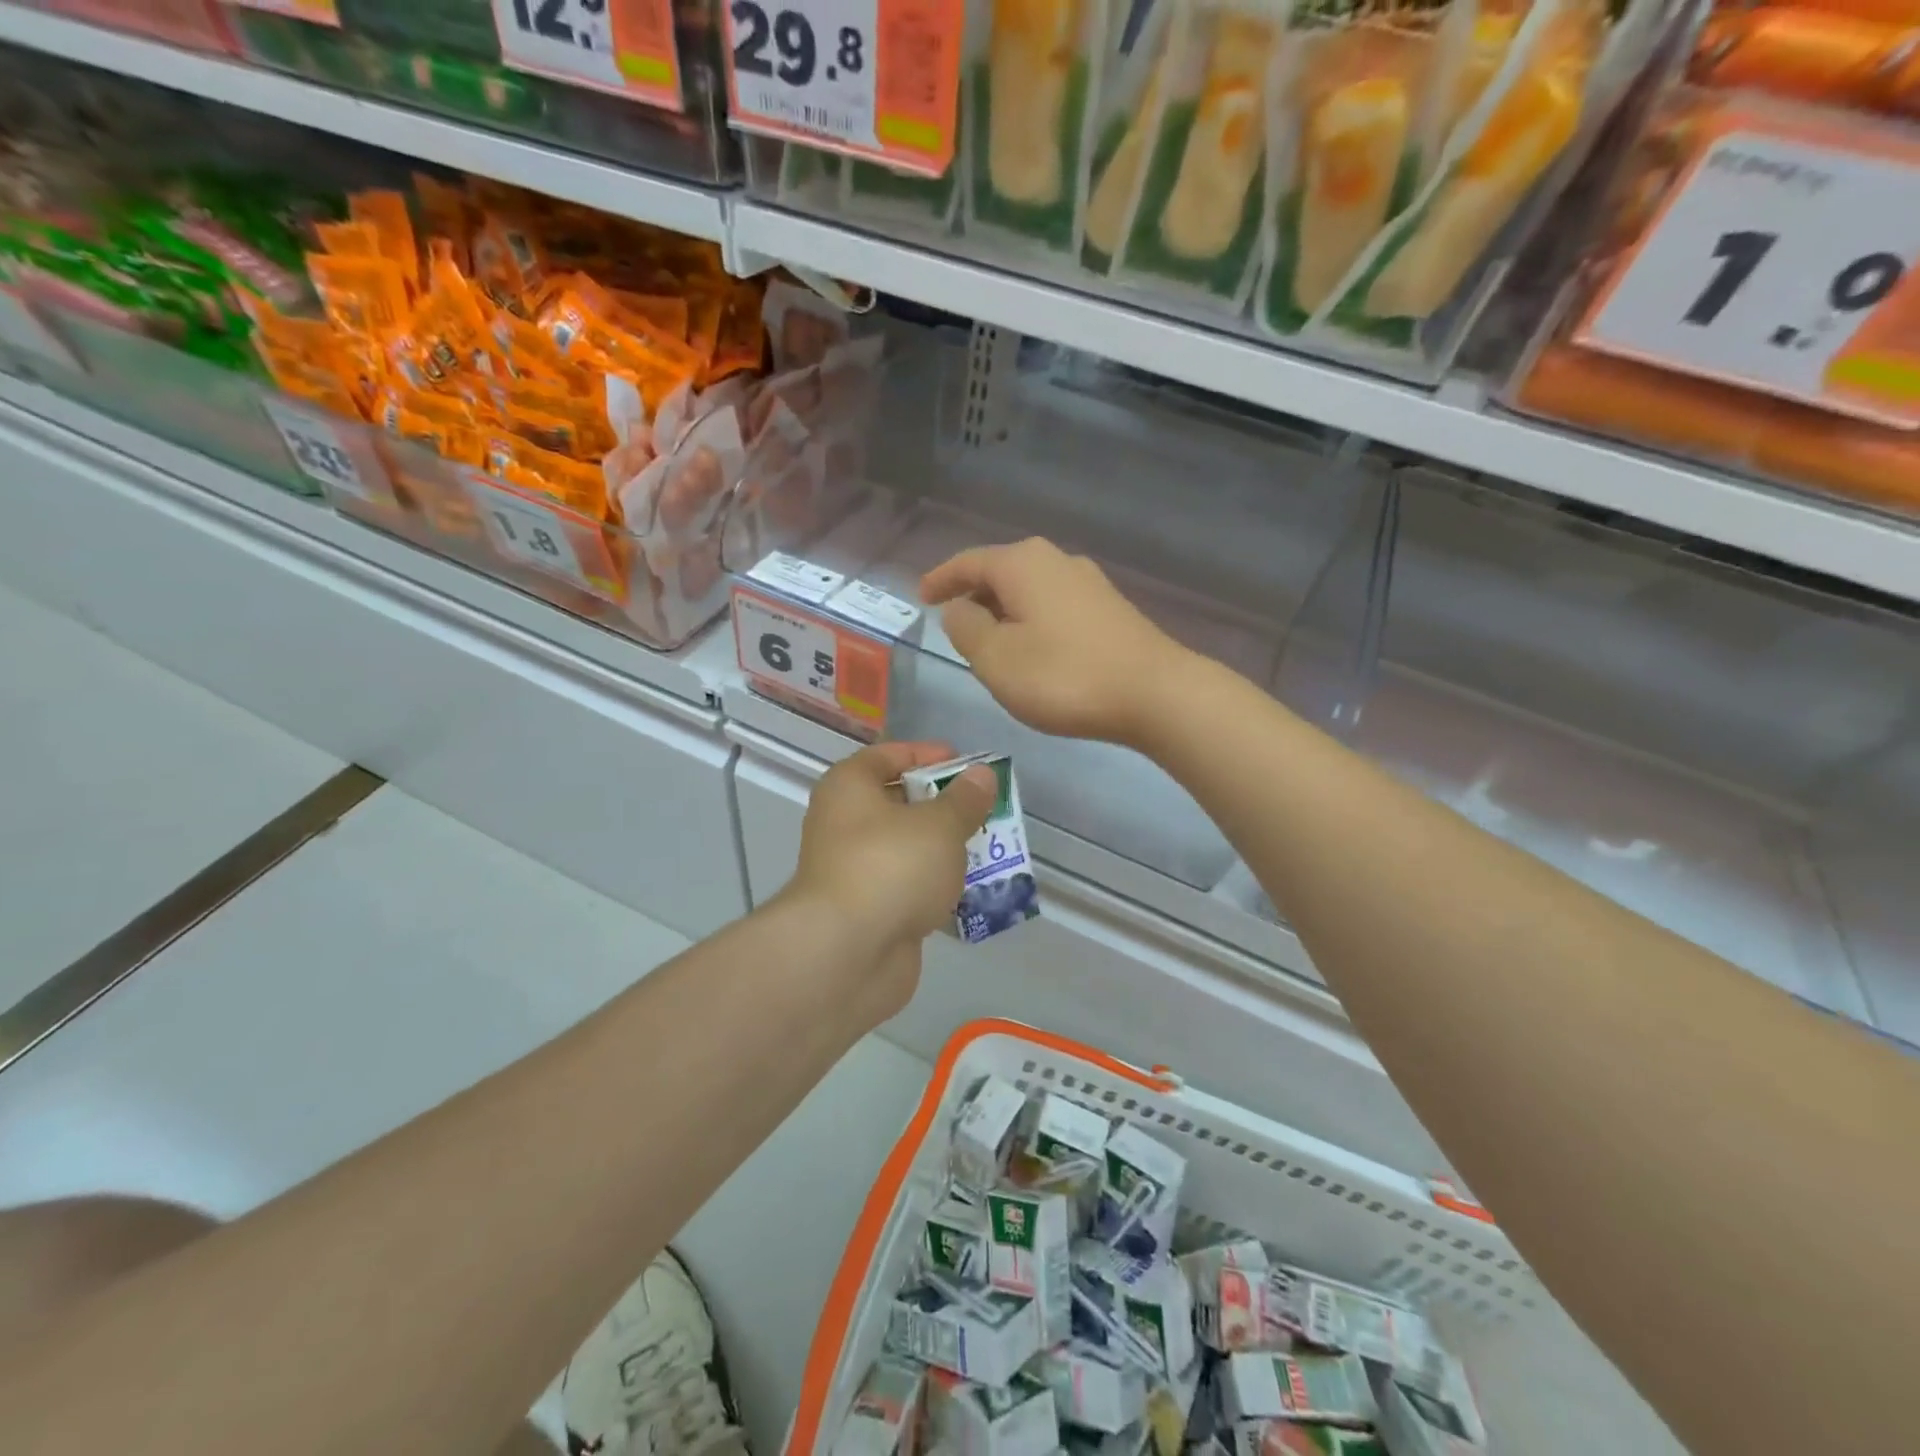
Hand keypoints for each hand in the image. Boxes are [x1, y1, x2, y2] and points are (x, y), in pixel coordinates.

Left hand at [787, 742, 996, 961]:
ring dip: (942, 848)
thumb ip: (964, 799)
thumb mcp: (939, 825)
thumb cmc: (891, 867)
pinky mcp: (867, 910)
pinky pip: (906, 886)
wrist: (846, 954)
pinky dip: (933, 885)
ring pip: (905, 848)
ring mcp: (853, 870)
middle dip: (942, 805)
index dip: (928, 755)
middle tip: (984, 808)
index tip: (967, 764)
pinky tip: (969, 889)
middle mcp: (843, 823)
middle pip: (897, 802)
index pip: (888, 756)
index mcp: (849, 788)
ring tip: (987, 846)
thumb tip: (981, 775)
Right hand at [922, 538, 1190, 745]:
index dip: (941, 579)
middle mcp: (1056, 561)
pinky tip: (1033, 649)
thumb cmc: (1064, 676)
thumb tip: (960, 608)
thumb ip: (966, 628)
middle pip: (1001, 571)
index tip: (922, 596)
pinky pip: (1053, 605)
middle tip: (953, 623)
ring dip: (1004, 610)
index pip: (969, 562)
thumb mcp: (996, 658)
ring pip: (1029, 589)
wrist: (1156, 694)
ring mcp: (1089, 583)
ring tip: (989, 641)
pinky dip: (1031, 620)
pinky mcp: (1110, 609)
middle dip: (973, 595)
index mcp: (1022, 564)